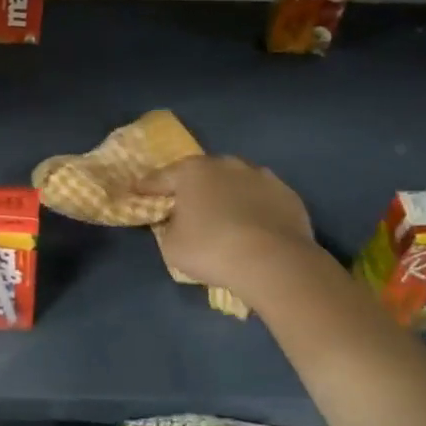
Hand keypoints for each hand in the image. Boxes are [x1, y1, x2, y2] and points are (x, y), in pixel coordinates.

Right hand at [135, 155, 315, 297]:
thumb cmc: (211, 249)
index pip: (160, 178)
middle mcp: (226, 164)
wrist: (274, 261)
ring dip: (227, 195)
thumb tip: (178, 221)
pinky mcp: (288, 194)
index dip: (146, 188)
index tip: (137, 192)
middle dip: (192, 188)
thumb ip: (169, 227)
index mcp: (192, 172)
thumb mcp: (171, 246)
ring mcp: (261, 176)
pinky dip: (254, 209)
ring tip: (225, 218)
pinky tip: (254, 228)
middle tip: (186, 206)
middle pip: (201, 175)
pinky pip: (261, 200)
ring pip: (235, 183)